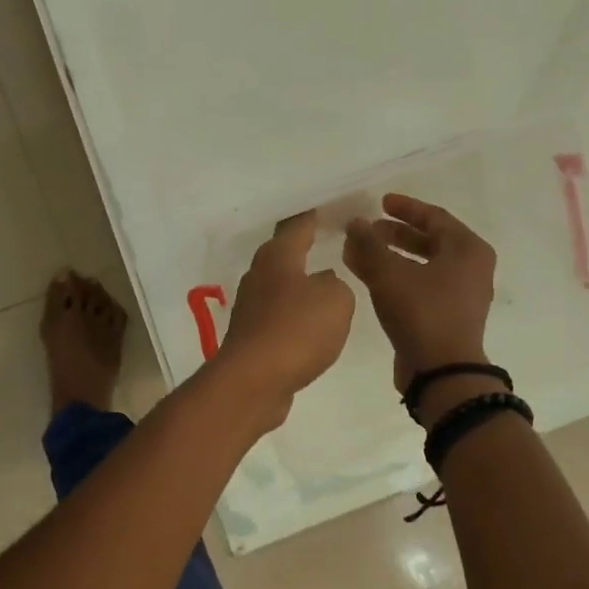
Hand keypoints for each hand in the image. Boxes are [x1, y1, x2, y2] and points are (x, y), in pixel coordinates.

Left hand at [214, 212, 355, 425]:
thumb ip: (336, 284)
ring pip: (280, 286)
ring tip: (326, 283)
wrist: (254, 381)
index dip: (313, 215)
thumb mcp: (336, 299)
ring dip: (299, 284)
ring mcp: (251, 308)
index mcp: (277, 257)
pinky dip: (295, 315)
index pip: (297, 225)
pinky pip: (279, 317)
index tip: (328, 207)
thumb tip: (322, 284)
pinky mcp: (252, 337)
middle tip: (329, 241)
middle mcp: (259, 276)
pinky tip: (311, 323)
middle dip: (304, 247)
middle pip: (283, 253)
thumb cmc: (296, 330)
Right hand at [343, 193, 496, 392]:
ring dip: (391, 257)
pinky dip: (397, 279)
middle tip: (367, 230)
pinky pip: (421, 287)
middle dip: (394, 234)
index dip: (404, 208)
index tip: (379, 203)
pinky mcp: (448, 318)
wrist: (442, 373)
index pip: (434, 217)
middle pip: (430, 240)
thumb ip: (369, 244)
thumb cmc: (422, 313)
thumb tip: (354, 223)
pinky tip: (370, 280)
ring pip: (422, 265)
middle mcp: (471, 269)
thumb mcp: (389, 273)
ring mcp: (462, 296)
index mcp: (468, 249)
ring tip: (360, 254)